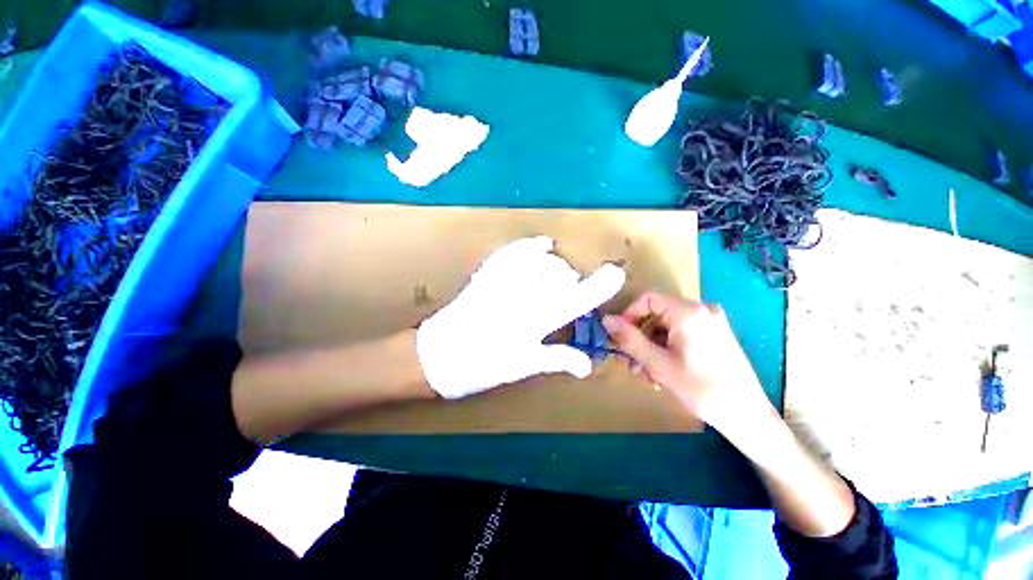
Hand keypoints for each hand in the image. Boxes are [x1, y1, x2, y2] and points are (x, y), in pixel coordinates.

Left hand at [417, 236, 625, 398]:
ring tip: (556, 274)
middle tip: (572, 292)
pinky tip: (541, 243)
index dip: (598, 285)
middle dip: (572, 281)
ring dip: (555, 266)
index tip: (616, 273)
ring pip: (541, 261)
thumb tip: (588, 366)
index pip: (574, 299)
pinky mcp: (487, 274)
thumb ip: (557, 359)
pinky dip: (529, 245)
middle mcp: (523, 297)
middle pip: (560, 276)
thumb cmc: (480, 367)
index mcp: (534, 322)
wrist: (436, 356)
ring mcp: (503, 282)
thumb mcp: (522, 367)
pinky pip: (512, 253)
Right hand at [602, 292, 768, 430]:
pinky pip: (681, 333)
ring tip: (648, 373)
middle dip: (640, 337)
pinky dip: (668, 348)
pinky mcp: (716, 334)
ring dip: (652, 346)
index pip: (647, 299)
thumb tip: (606, 320)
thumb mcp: (658, 364)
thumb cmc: (701, 389)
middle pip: (657, 314)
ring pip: (667, 326)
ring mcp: (712, 322)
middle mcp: (702, 309)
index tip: (619, 338)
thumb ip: (629, 339)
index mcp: (689, 311)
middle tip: (632, 362)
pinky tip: (664, 371)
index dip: (628, 316)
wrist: (748, 416)